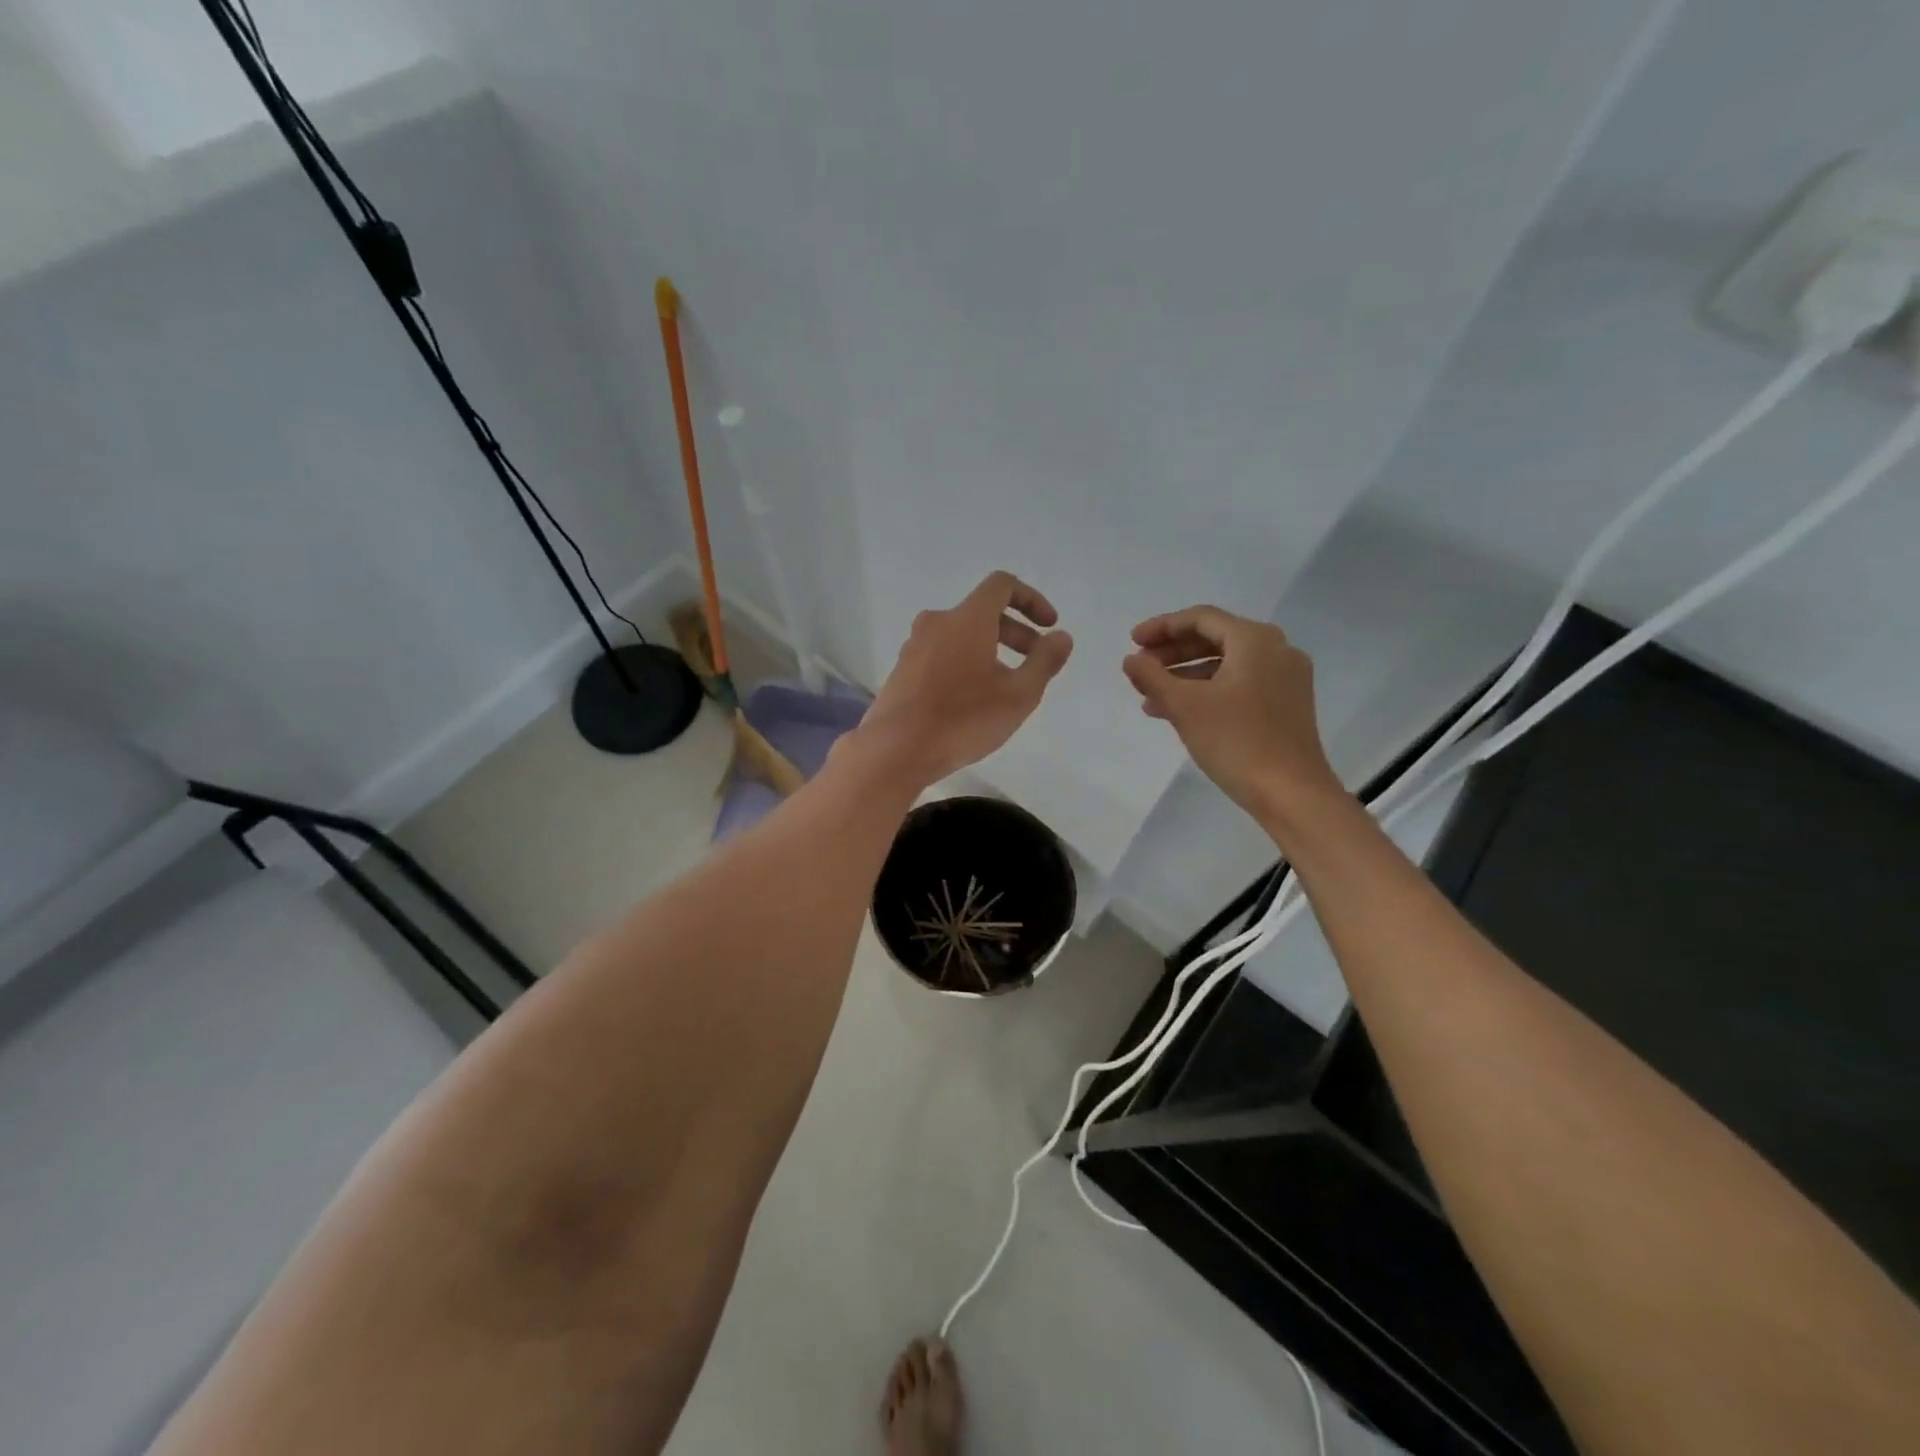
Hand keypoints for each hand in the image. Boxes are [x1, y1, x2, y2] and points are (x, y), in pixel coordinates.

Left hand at [857, 571, 1073, 788]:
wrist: (895, 750)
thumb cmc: (963, 720)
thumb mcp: (1018, 696)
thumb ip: (1044, 661)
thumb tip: (1061, 637)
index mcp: (967, 619)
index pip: (1002, 585)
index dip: (1032, 600)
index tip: (1049, 627)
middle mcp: (937, 622)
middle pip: (983, 612)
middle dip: (1016, 632)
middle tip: (1035, 662)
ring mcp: (914, 646)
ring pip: (961, 635)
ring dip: (990, 650)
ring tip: (1005, 687)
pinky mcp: (902, 670)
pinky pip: (942, 654)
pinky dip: (965, 663)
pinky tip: (972, 700)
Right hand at [1122, 605, 1337, 818]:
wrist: (1291, 793)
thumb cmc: (1236, 741)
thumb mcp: (1184, 706)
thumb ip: (1152, 676)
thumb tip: (1131, 659)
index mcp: (1255, 640)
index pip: (1200, 618)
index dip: (1162, 627)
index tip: (1132, 642)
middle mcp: (1276, 650)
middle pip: (1214, 639)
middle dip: (1172, 653)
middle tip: (1140, 668)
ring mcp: (1285, 678)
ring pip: (1225, 665)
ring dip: (1185, 676)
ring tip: (1150, 697)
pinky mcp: (1285, 705)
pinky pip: (1239, 685)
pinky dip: (1207, 692)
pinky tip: (1178, 713)